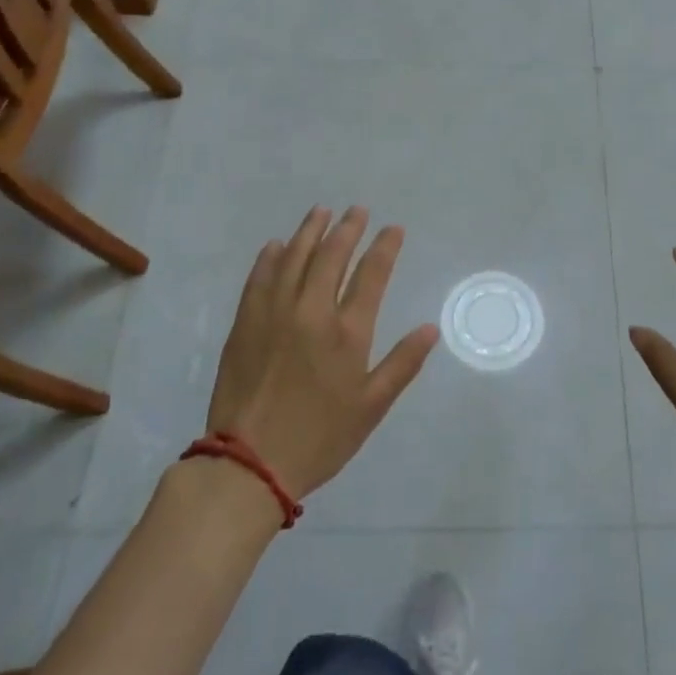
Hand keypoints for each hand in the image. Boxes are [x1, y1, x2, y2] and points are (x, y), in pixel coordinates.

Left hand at [207, 206, 438, 499]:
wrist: (249, 463)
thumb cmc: (320, 437)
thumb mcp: (371, 407)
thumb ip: (402, 364)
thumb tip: (430, 328)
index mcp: (347, 332)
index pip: (371, 275)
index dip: (385, 247)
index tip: (393, 229)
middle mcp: (312, 311)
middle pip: (332, 256)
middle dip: (348, 228)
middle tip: (357, 211)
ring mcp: (274, 314)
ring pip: (294, 258)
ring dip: (310, 231)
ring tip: (321, 212)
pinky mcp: (245, 323)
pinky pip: (259, 278)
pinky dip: (271, 257)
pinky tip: (277, 245)